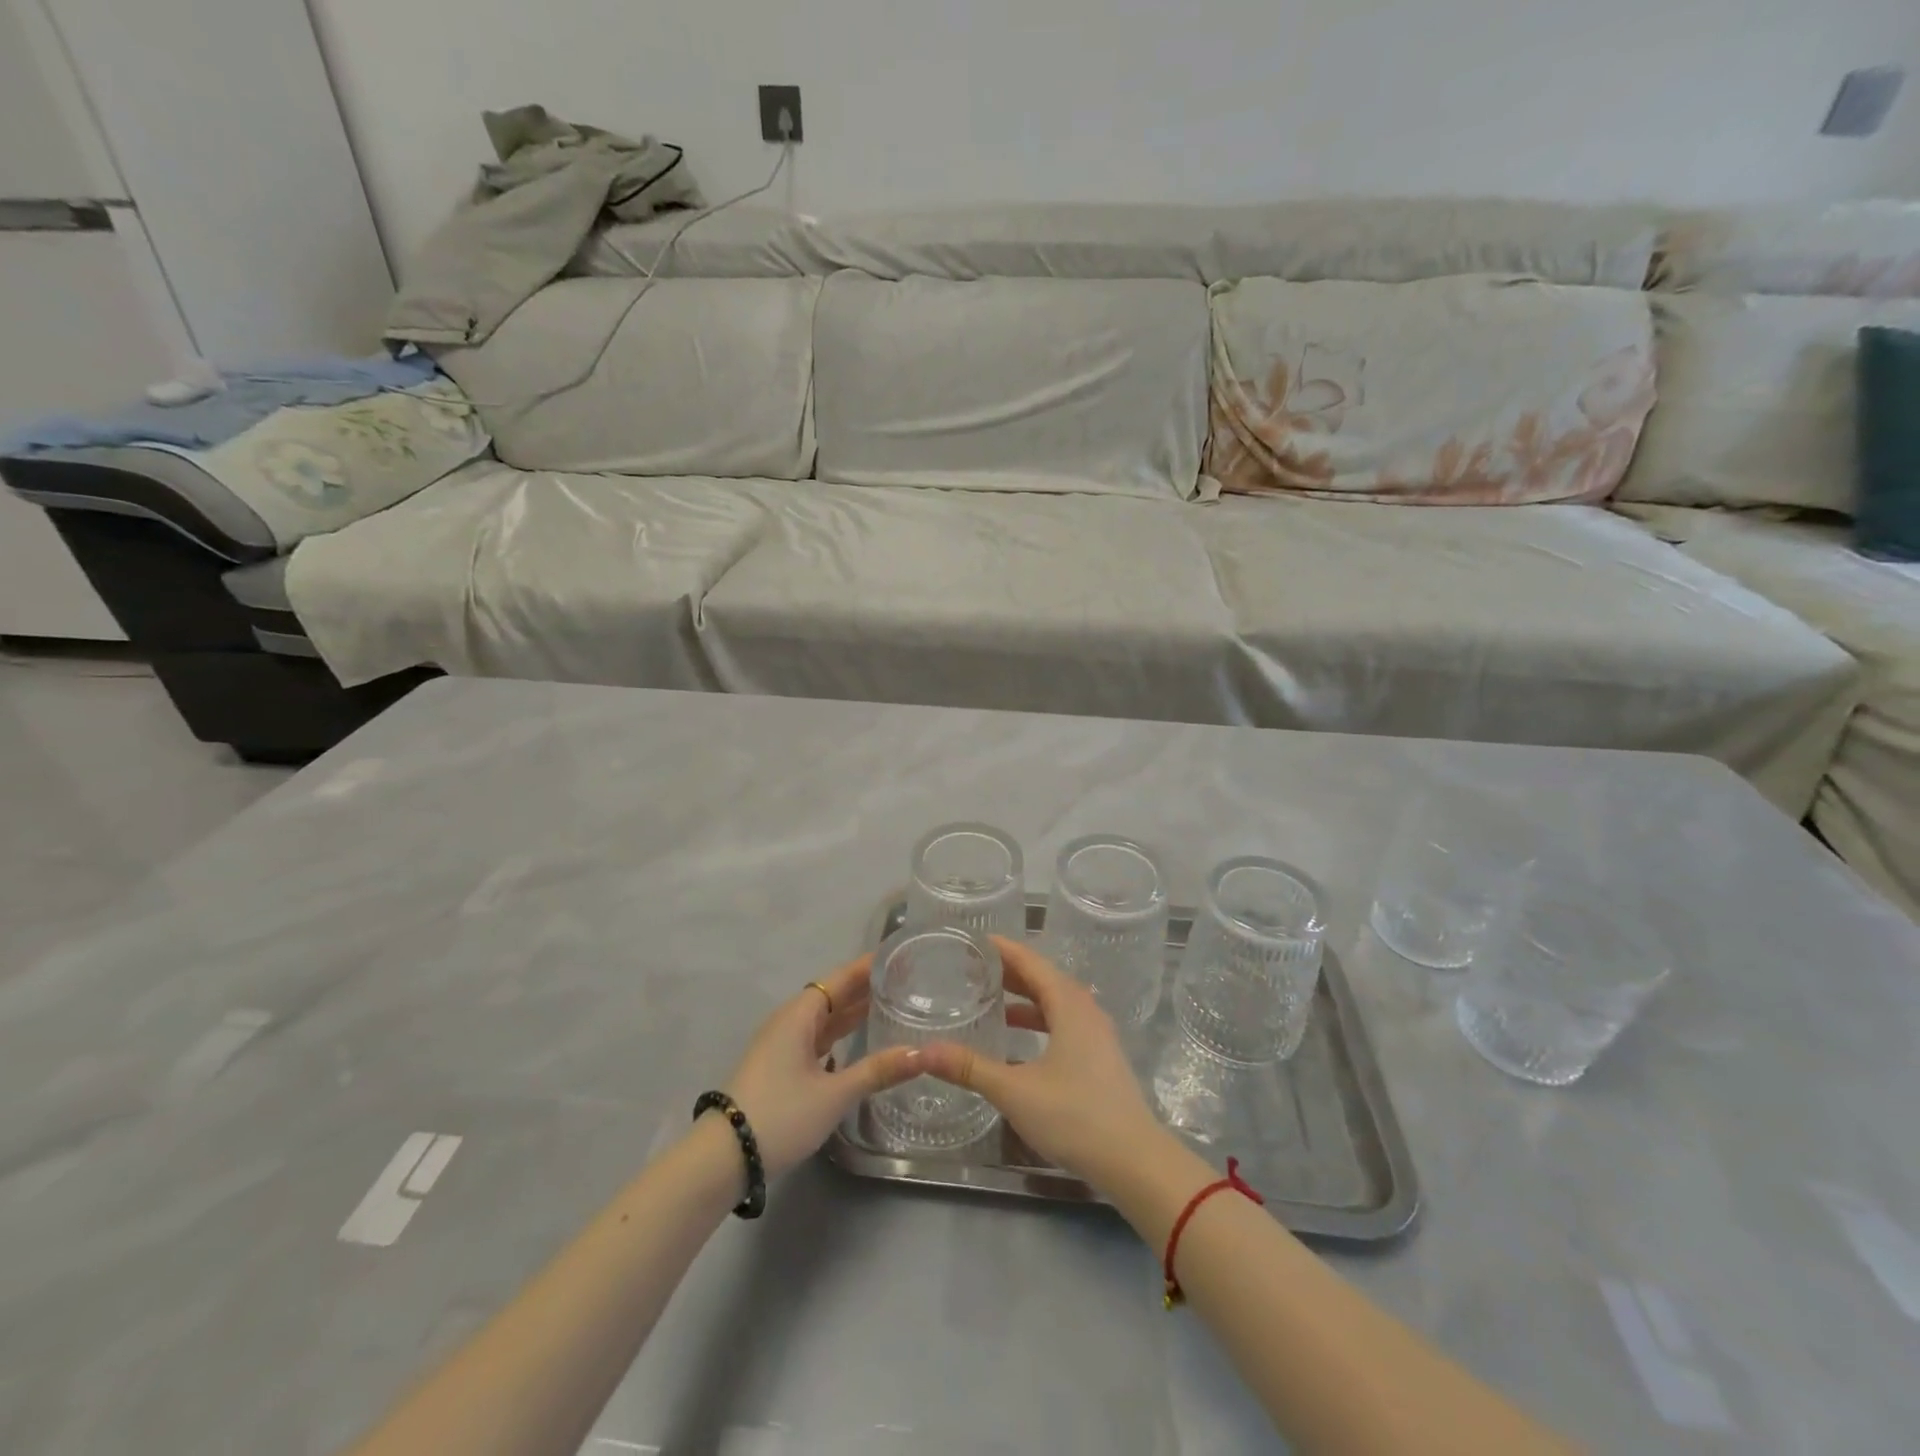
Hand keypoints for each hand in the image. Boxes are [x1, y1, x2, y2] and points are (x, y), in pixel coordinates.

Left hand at [720, 954, 923, 1180]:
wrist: (722, 1157)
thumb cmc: (780, 1115)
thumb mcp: (834, 1095)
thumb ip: (877, 1071)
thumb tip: (923, 1053)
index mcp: (800, 1015)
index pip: (841, 978)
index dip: (870, 966)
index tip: (900, 956)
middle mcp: (790, 1021)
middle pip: (833, 994)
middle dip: (866, 986)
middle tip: (905, 979)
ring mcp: (782, 1044)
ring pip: (825, 1017)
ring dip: (853, 1010)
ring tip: (890, 1004)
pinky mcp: (779, 1065)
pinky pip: (817, 1036)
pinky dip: (840, 1033)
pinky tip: (857, 1041)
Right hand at [921, 937, 1167, 1189]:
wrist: (1135, 1161)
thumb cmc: (1075, 1116)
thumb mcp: (1015, 1090)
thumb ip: (969, 1068)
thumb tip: (921, 1051)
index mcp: (1068, 1004)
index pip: (1031, 961)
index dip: (1002, 948)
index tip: (972, 940)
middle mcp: (1085, 1009)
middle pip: (1043, 977)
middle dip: (1009, 971)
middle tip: (972, 968)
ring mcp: (1096, 1034)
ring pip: (1055, 1002)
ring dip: (1024, 997)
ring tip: (990, 999)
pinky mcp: (1099, 1057)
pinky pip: (1063, 1023)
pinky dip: (1038, 1021)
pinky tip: (1017, 1042)